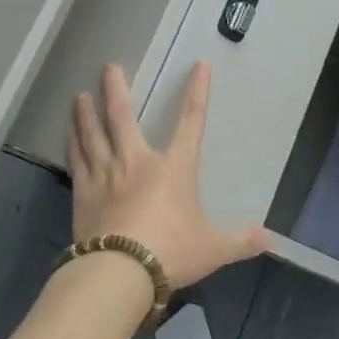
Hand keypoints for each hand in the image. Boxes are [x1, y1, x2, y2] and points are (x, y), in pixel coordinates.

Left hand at [68, 62, 267, 289]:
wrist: (119, 272)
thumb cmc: (171, 251)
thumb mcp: (213, 248)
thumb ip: (240, 241)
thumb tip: (270, 240)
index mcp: (173, 167)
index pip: (191, 121)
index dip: (197, 92)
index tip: (199, 66)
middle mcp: (136, 161)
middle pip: (122, 117)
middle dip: (116, 89)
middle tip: (108, 67)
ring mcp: (106, 175)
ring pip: (93, 133)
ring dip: (87, 112)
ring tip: (80, 95)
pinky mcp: (83, 193)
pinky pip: (77, 159)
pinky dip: (72, 143)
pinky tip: (68, 133)